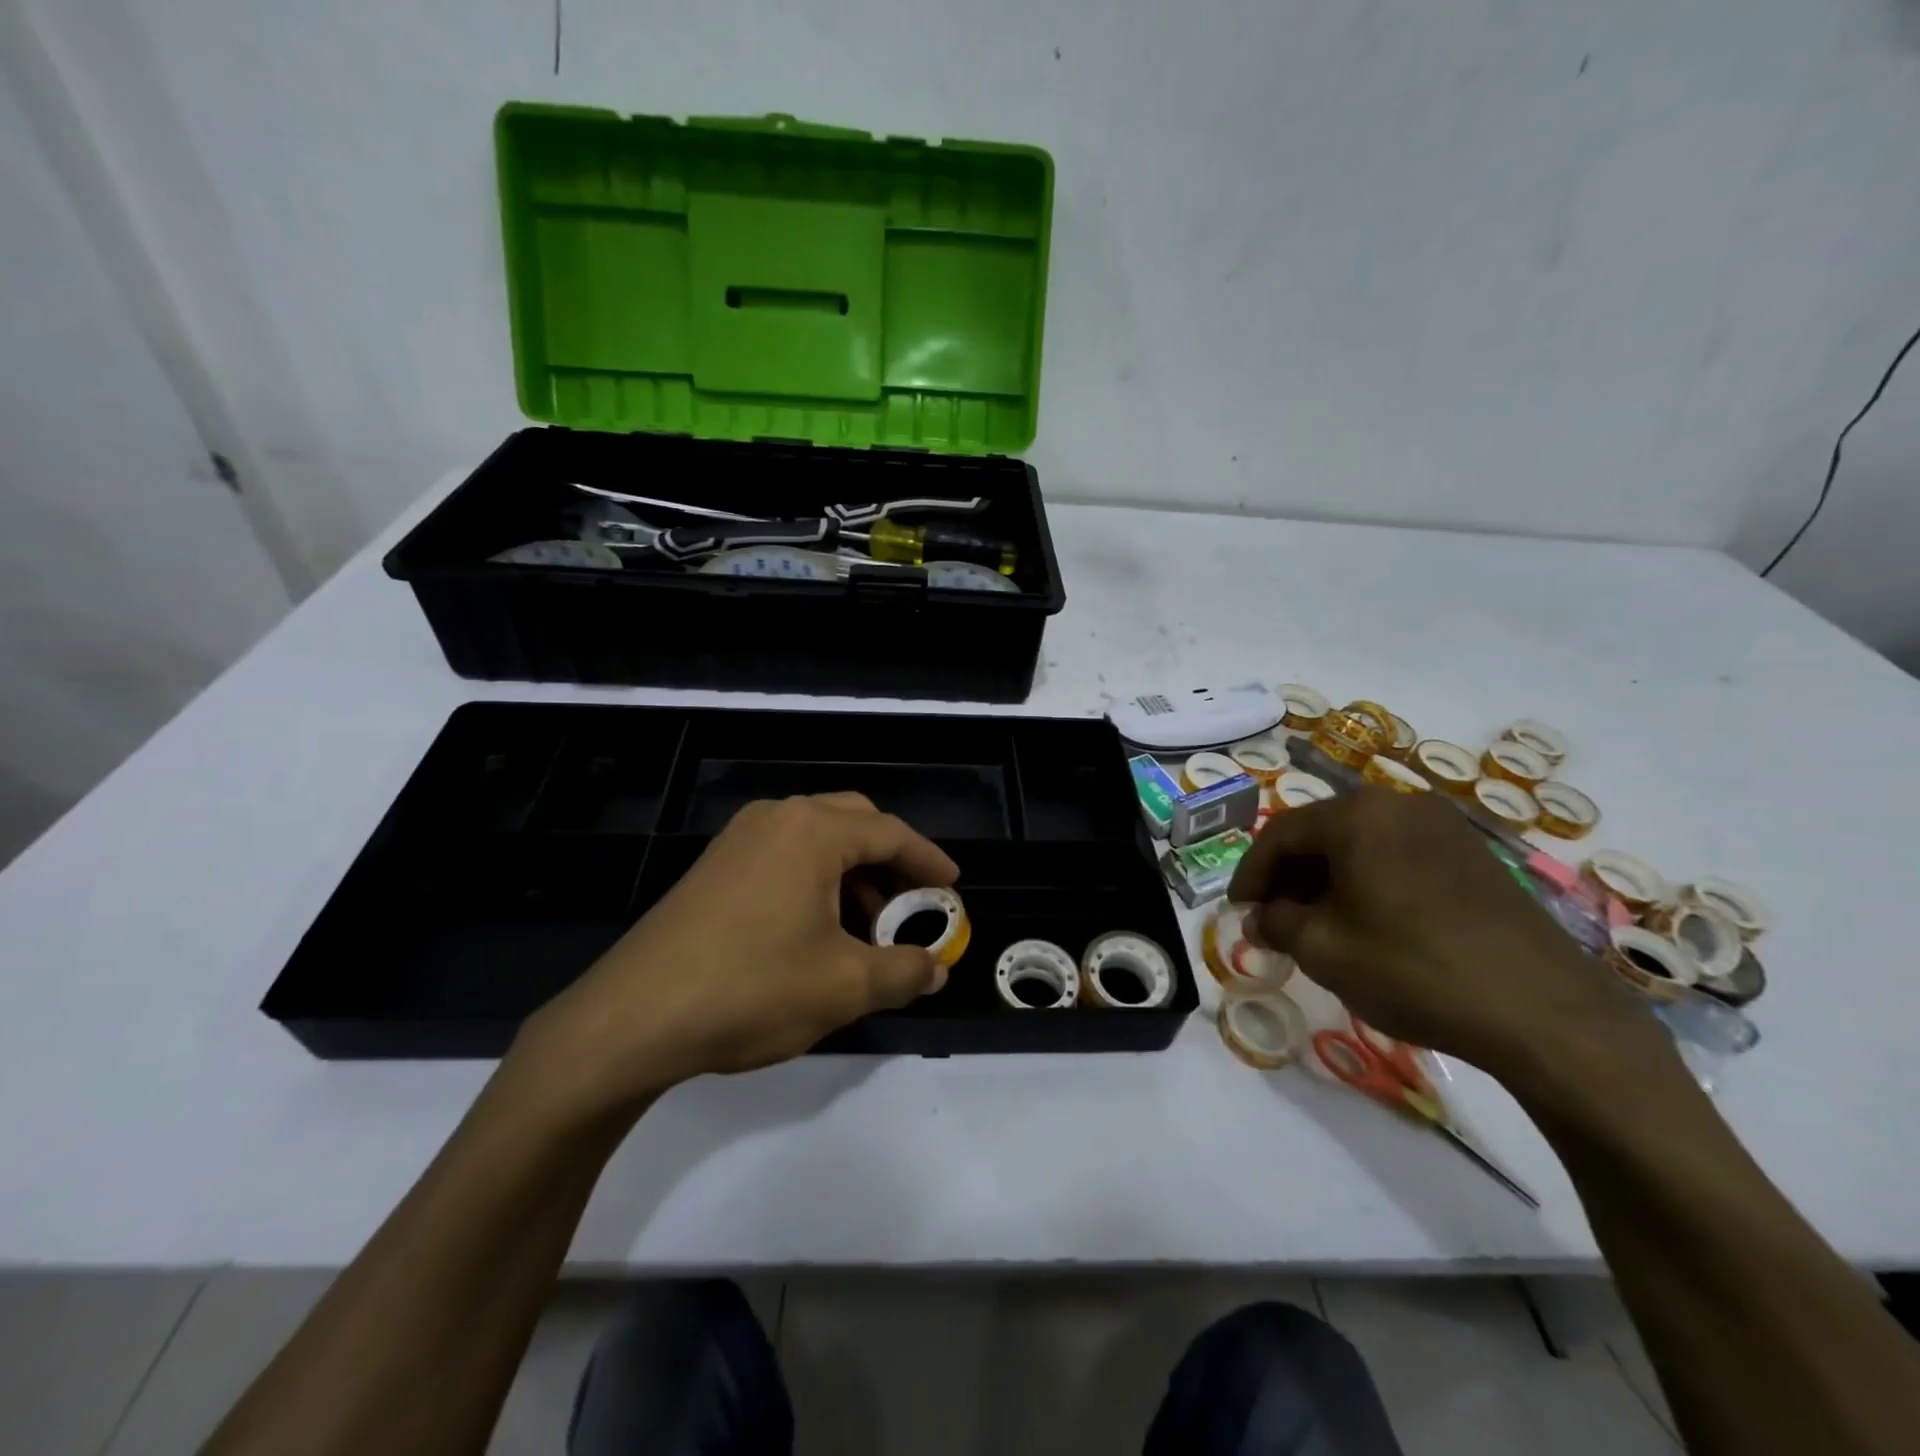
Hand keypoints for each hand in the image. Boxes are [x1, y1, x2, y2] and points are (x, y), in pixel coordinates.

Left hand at [513, 793, 958, 1116]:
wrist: (631, 1019)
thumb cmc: (751, 990)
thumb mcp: (843, 987)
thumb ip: (903, 971)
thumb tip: (936, 969)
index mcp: (812, 831)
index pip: (890, 833)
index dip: (928, 861)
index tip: (953, 886)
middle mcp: (776, 819)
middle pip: (854, 821)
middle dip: (891, 859)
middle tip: (913, 901)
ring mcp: (738, 839)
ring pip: (816, 839)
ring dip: (852, 873)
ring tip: (867, 928)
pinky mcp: (714, 867)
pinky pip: (784, 856)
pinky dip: (816, 881)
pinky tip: (817, 931)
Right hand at [1227, 788, 1654, 1083]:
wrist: (1544, 1012)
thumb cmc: (1413, 968)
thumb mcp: (1323, 949)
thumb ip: (1277, 924)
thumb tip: (1260, 919)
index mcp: (1357, 814)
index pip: (1280, 833)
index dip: (1250, 873)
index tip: (1238, 910)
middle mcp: (1400, 805)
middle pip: (1322, 833)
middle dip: (1290, 877)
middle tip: (1274, 919)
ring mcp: (1445, 828)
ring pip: (1362, 845)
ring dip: (1329, 881)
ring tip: (1318, 926)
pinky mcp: (1476, 857)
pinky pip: (1400, 858)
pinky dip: (1370, 884)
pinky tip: (1369, 925)